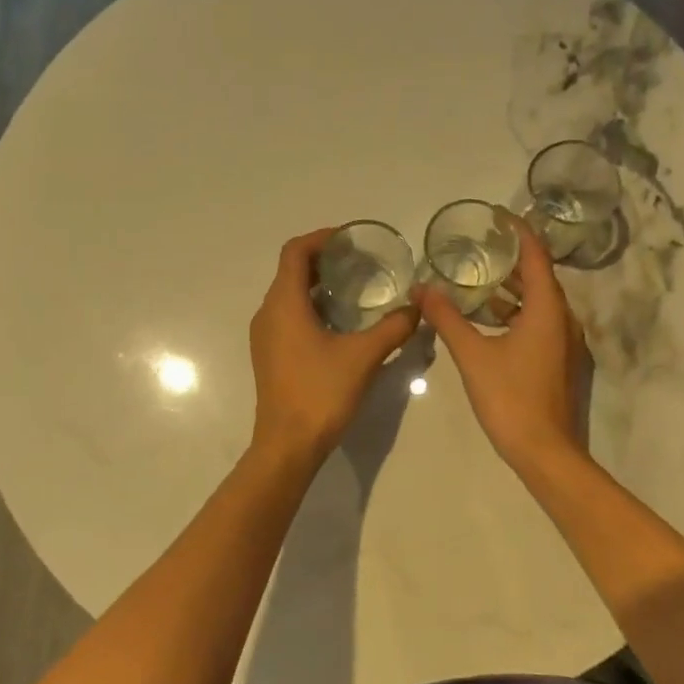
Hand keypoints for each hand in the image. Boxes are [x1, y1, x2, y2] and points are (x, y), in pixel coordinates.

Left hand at [248, 230, 420, 465]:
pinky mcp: (269, 354)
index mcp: (284, 304)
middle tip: (360, 261)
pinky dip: (311, 306)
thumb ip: (393, 327)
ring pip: (288, 294)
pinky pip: (287, 315)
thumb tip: (418, 307)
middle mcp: (268, 313)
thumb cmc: (321, 393)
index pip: (294, 252)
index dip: (321, 238)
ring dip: (317, 284)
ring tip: (355, 288)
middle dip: (323, 260)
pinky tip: (340, 322)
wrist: (288, 445)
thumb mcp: (364, 356)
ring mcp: (265, 335)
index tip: (350, 240)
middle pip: (290, 270)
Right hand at [415, 220, 588, 474]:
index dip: (519, 231)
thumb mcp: (473, 355)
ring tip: (476, 278)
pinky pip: (537, 322)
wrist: (544, 452)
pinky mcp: (557, 361)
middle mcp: (563, 319)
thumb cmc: (510, 398)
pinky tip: (485, 319)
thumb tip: (422, 288)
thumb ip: (447, 319)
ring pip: (538, 302)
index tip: (496, 215)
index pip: (537, 256)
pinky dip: (514, 312)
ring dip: (511, 288)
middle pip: (539, 277)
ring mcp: (564, 342)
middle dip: (511, 258)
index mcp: (548, 310)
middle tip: (479, 244)